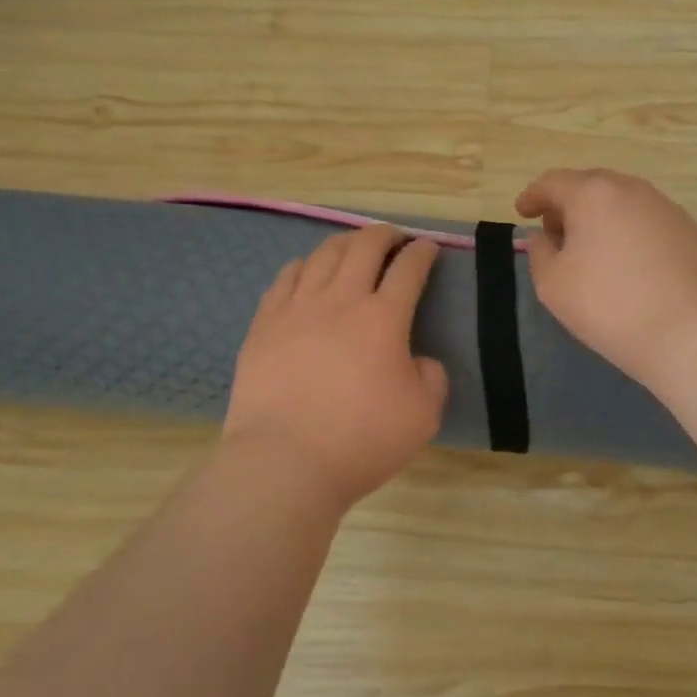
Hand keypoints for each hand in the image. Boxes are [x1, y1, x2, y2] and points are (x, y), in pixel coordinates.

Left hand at [224, 225, 448, 510]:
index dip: (422, 253)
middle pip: (364, 247)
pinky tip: (307, 270)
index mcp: (384, 318)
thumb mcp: (423, 415)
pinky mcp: (264, 324)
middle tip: (394, 237)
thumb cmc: (361, 440)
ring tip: (353, 246)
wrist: (285, 461)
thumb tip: (418, 360)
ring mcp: (297, 308)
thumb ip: (431, 378)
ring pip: (322, 255)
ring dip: (344, 243)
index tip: (428, 247)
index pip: (408, 270)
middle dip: (384, 235)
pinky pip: (286, 278)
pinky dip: (304, 266)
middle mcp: (340, 300)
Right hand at [515, 168, 696, 387]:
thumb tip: (542, 237)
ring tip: (591, 250)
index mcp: (593, 194)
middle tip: (555, 233)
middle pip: (591, 187)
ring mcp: (667, 208)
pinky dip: (629, 233)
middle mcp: (632, 190)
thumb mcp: (553, 284)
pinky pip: (648, 222)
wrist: (687, 331)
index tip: (522, 212)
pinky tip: (628, 264)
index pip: (553, 183)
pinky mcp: (691, 231)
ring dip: (601, 218)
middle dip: (568, 205)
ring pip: (623, 203)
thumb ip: (539, 253)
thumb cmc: (607, 305)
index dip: (532, 196)